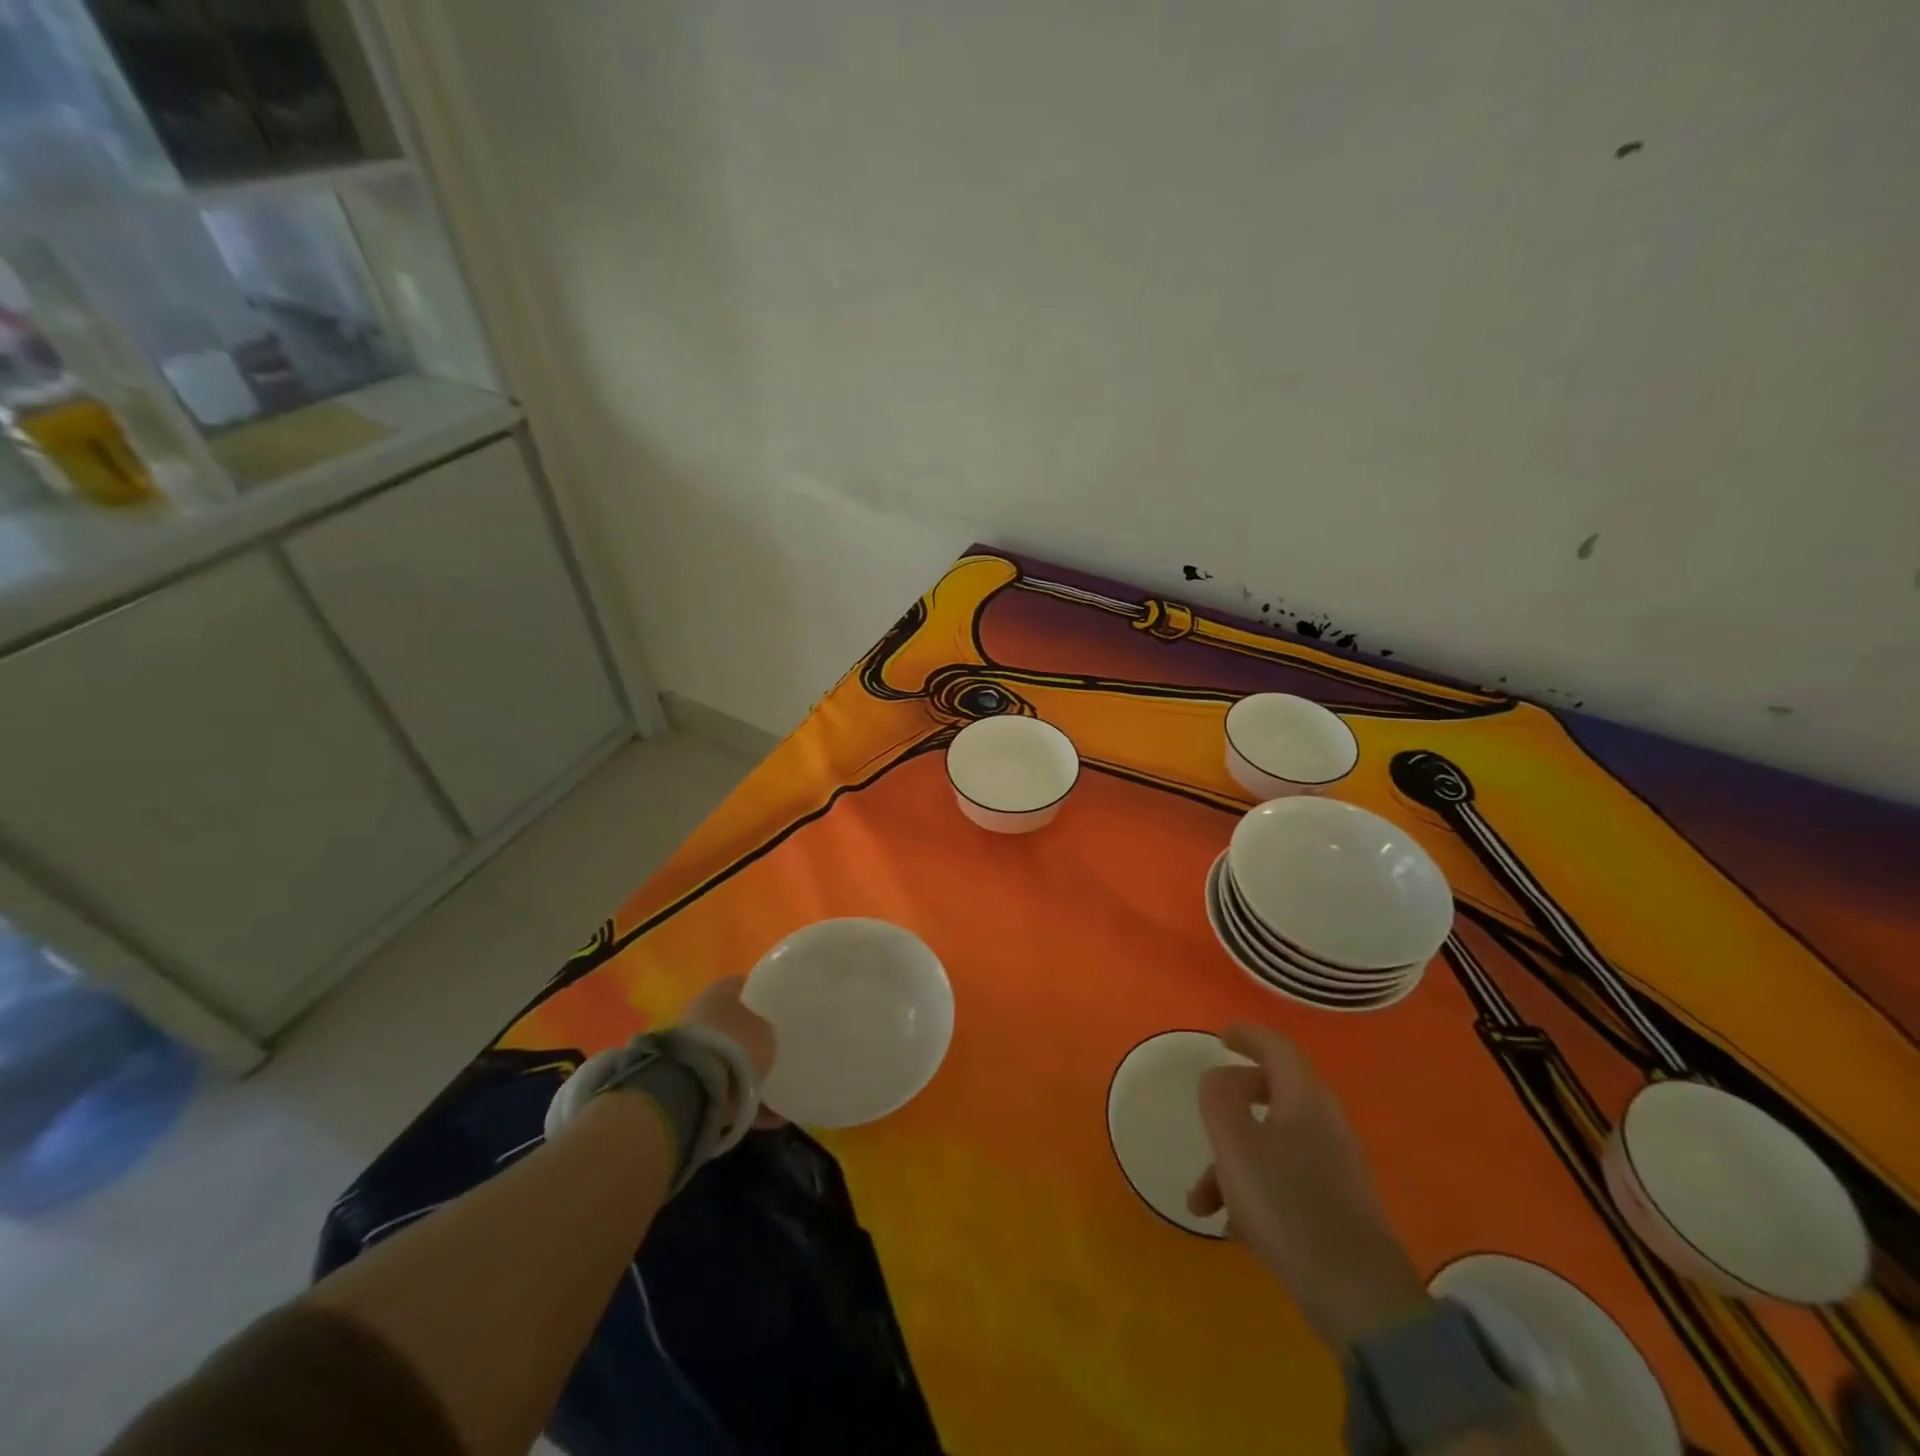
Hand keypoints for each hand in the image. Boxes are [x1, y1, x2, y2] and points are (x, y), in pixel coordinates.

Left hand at [681, 975, 784, 1127]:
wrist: (692, 1089)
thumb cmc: (735, 1046)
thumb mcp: (766, 1032)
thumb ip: (765, 1030)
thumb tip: (762, 1034)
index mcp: (719, 992)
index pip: (740, 985)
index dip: (758, 994)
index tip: (774, 1007)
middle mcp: (700, 1014)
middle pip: (729, 1022)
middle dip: (747, 1035)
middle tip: (772, 1047)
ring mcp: (689, 1049)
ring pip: (723, 1056)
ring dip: (741, 1069)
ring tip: (770, 1087)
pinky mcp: (684, 1082)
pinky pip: (720, 1088)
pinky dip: (739, 1100)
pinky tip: (766, 1115)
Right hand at [1187, 1022, 1430, 1348]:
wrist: (1359, 1297)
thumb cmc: (1286, 1203)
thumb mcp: (1234, 1141)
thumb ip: (1219, 1096)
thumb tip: (1221, 1078)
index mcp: (1304, 1097)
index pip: (1276, 1046)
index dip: (1246, 1035)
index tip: (1219, 1039)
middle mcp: (1324, 1123)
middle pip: (1273, 1092)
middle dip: (1231, 1105)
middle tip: (1207, 1113)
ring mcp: (1335, 1167)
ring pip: (1272, 1142)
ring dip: (1232, 1161)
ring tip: (1201, 1201)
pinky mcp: (1338, 1207)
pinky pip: (1285, 1179)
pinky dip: (1254, 1189)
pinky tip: (1233, 1228)